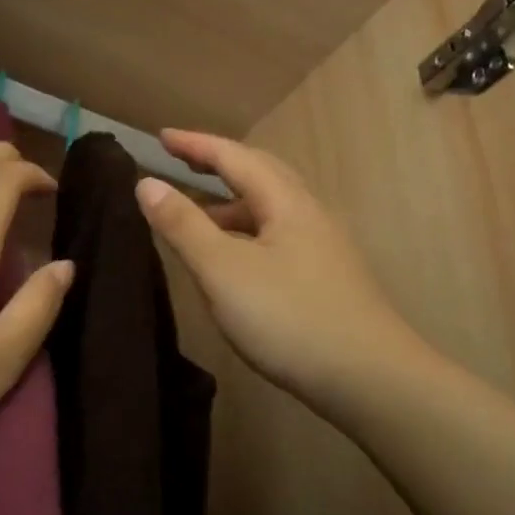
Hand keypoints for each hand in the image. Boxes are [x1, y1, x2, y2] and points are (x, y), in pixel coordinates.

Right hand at [138, 130, 432, 420]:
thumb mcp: (224, 270)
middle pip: (261, 175)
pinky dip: (248, 233)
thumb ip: (184, 225)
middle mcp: (310, 214)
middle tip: (182, 162)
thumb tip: (146, 182)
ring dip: (232, 203)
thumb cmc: (289, 318)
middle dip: (219, 164)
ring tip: (198, 216)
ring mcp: (324, 247)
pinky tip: (237, 261)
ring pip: (272, 209)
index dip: (196, 144)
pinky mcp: (328, 278)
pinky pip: (279, 237)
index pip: (235, 157)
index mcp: (286, 202)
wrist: (368, 377)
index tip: (161, 136)